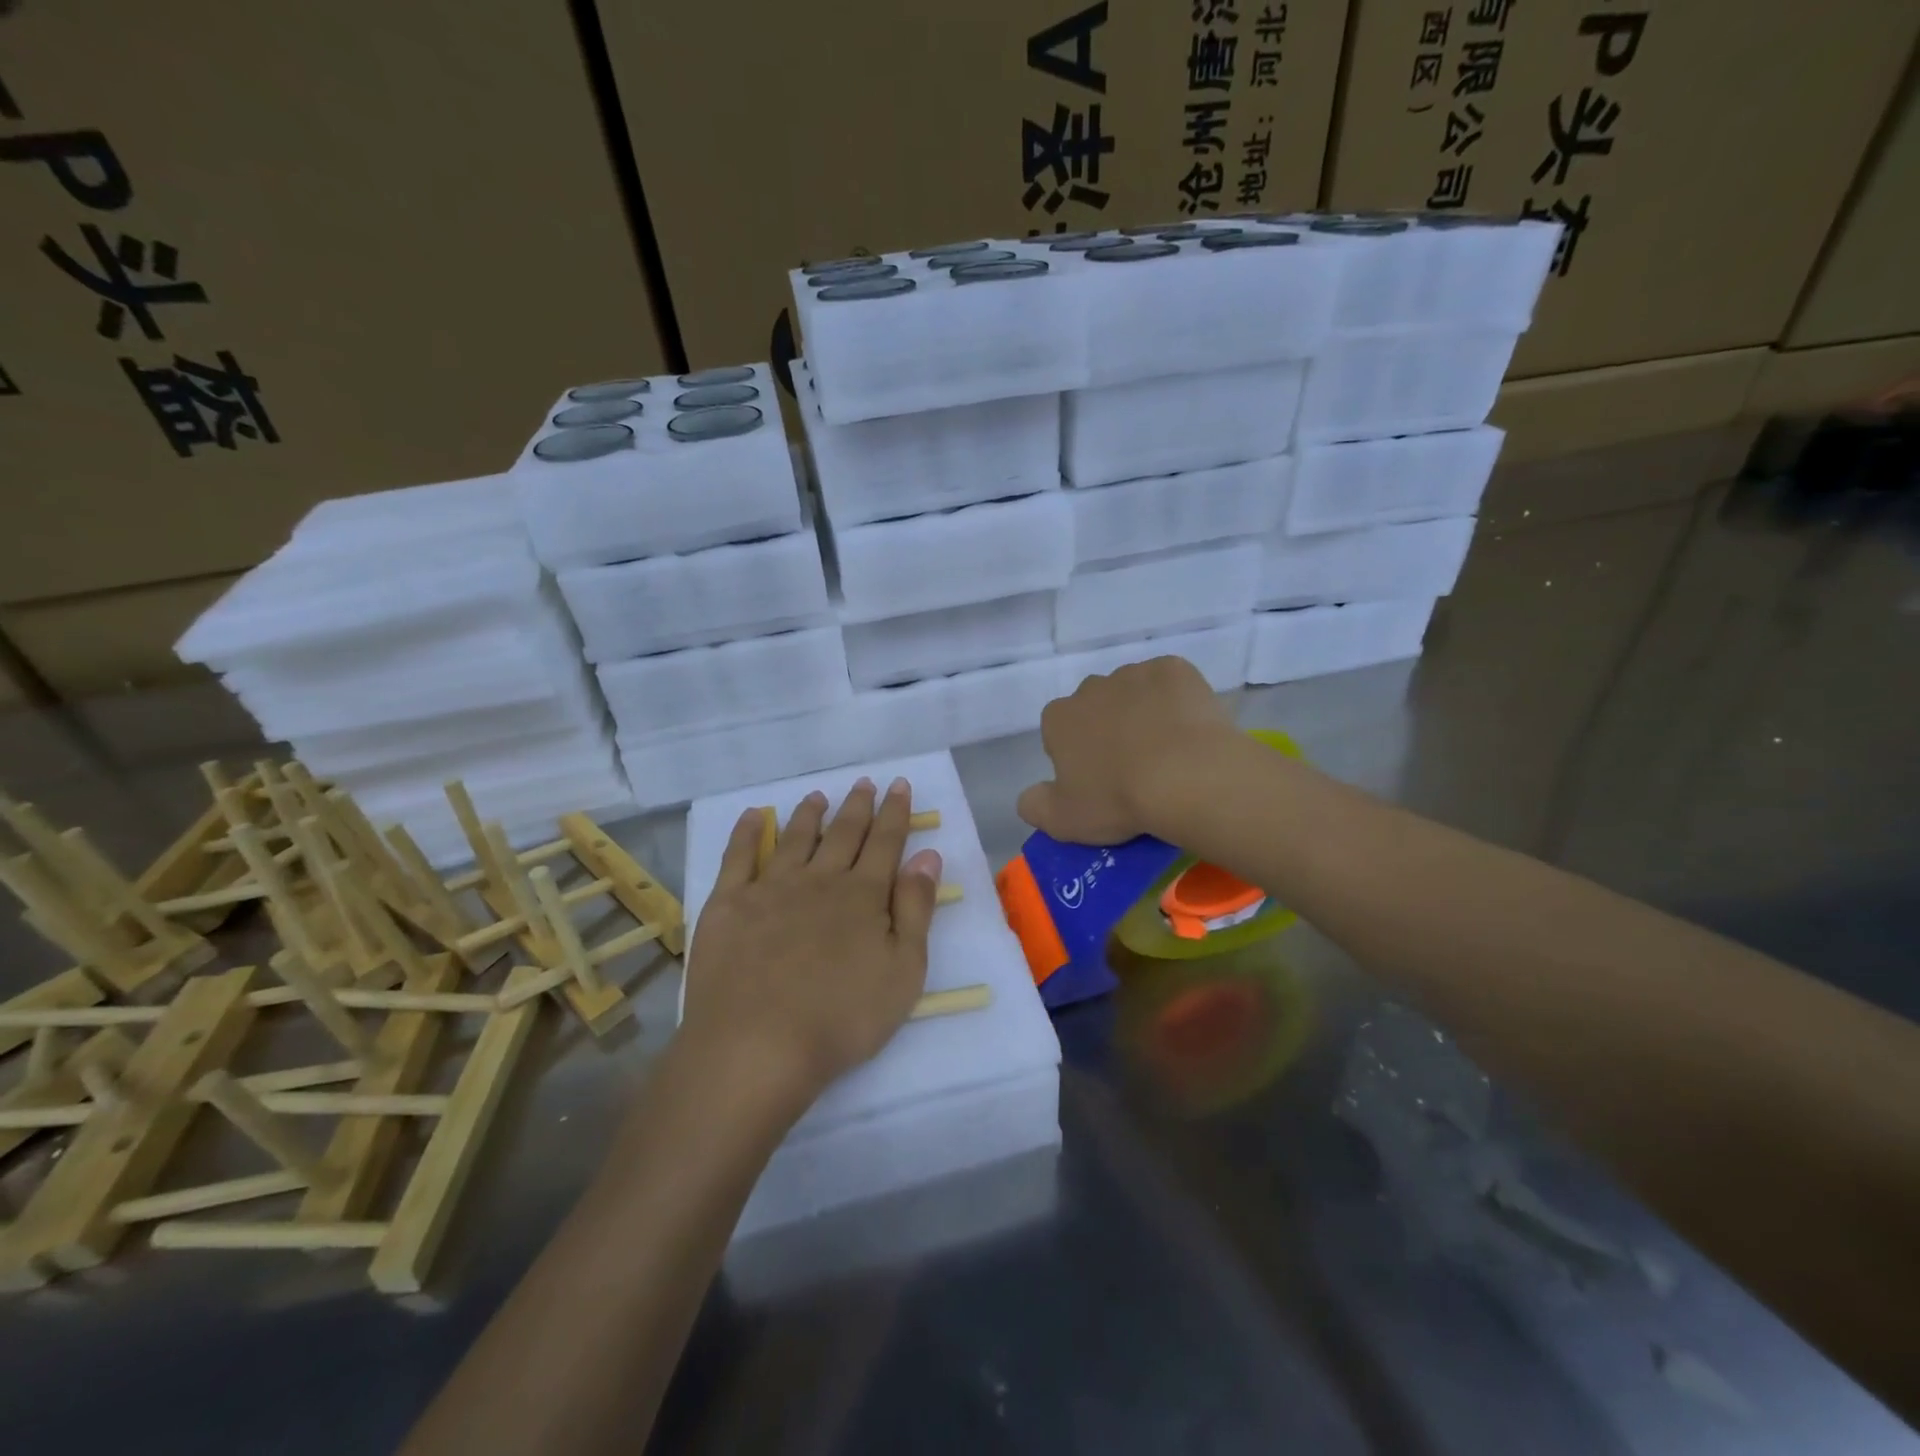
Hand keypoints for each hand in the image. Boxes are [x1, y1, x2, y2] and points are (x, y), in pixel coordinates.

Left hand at [681, 777, 942, 1113]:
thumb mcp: (903, 971)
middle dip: (858, 806)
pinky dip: (748, 832)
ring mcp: (770, 888)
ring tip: (818, 796)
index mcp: (863, 895)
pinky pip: (739, 857)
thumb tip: (927, 856)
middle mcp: (819, 880)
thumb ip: (916, 909)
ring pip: (795, 839)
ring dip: (809, 814)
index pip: (885, 842)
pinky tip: (755, 817)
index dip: (895, 813)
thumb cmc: (842, 1018)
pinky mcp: (728, 904)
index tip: (900, 786)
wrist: (757, 1046)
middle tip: (866, 782)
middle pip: (843, 834)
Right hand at [1017, 656, 1237, 843]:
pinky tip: (1189, 729)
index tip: (1099, 782)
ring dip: (1142, 713)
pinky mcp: (1174, 669)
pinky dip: (1176, 701)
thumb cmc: (1118, 800)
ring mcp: (1134, 674)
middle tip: (1133, 768)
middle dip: (1108, 729)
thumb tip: (1029, 796)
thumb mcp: (1063, 821)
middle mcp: (1091, 687)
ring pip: (1133, 693)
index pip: (1059, 732)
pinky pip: (1170, 683)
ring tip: (1167, 751)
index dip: (1078, 757)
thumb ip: (1035, 806)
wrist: (1188, 777)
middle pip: (1095, 708)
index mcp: (1059, 718)